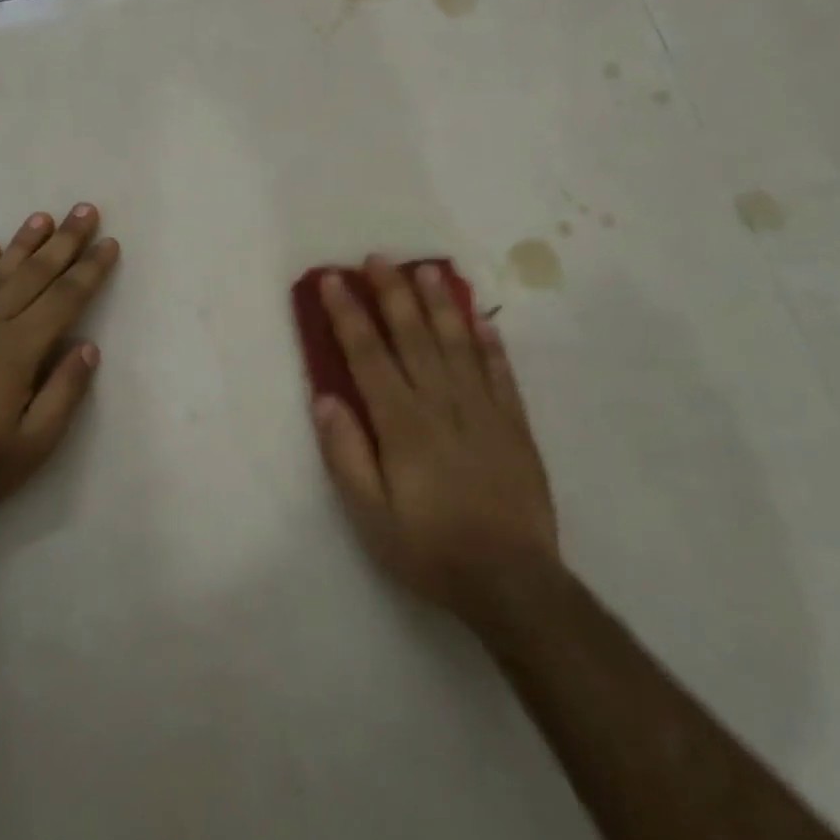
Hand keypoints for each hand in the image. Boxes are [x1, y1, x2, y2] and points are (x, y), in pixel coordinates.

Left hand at [0, 205, 119, 516]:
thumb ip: (65, 391)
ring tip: (44, 217)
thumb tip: (88, 347)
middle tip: (85, 210)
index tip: (109, 244)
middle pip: (35, 275)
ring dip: (24, 243)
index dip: (90, 270)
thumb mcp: (36, 442)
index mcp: (19, 350)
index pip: (65, 299)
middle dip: (65, 242)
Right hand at [312, 257, 558, 613]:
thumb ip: (346, 454)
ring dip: (439, 304)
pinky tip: (481, 317)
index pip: (368, 356)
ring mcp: (484, 411)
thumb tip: (325, 398)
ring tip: (426, 270)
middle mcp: (442, 405)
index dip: (349, 315)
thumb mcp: (370, 515)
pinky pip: (501, 372)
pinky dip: (490, 341)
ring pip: (458, 344)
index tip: (333, 280)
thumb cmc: (429, 549)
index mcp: (402, 425)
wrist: (511, 581)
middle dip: (392, 294)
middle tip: (377, 258)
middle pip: (413, 337)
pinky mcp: (515, 425)